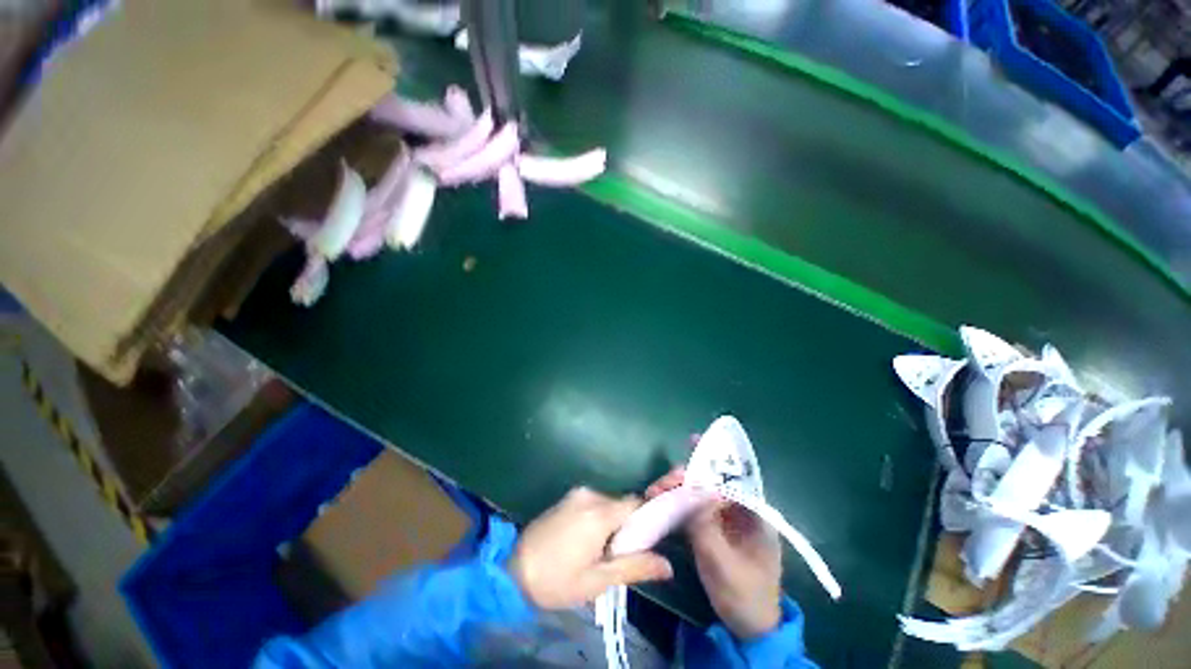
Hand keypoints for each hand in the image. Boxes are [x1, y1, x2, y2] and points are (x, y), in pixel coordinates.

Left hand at [508, 487, 673, 609]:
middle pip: (622, 504)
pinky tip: (586, 541)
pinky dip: (597, 518)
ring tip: (601, 551)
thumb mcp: (597, 581)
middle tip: (620, 554)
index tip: (649, 539)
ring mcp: (576, 493)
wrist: (511, 570)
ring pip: (607, 504)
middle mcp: (590, 494)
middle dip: (626, 526)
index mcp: (600, 512)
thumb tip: (668, 565)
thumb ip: (634, 567)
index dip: (647, 518)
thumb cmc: (557, 580)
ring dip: (611, 523)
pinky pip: (593, 503)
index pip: (636, 503)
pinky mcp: (566, 497)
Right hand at [647, 468, 782, 639]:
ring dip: (677, 488)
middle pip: (712, 482)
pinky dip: (676, 502)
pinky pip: (692, 507)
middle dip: (687, 476)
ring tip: (655, 491)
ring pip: (699, 493)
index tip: (693, 441)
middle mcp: (740, 511)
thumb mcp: (724, 563)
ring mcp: (724, 519)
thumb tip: (694, 489)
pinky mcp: (711, 528)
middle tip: (664, 481)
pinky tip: (660, 500)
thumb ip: (707, 526)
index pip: (734, 477)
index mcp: (755, 515)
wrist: (746, 628)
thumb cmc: (743, 595)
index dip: (714, 457)